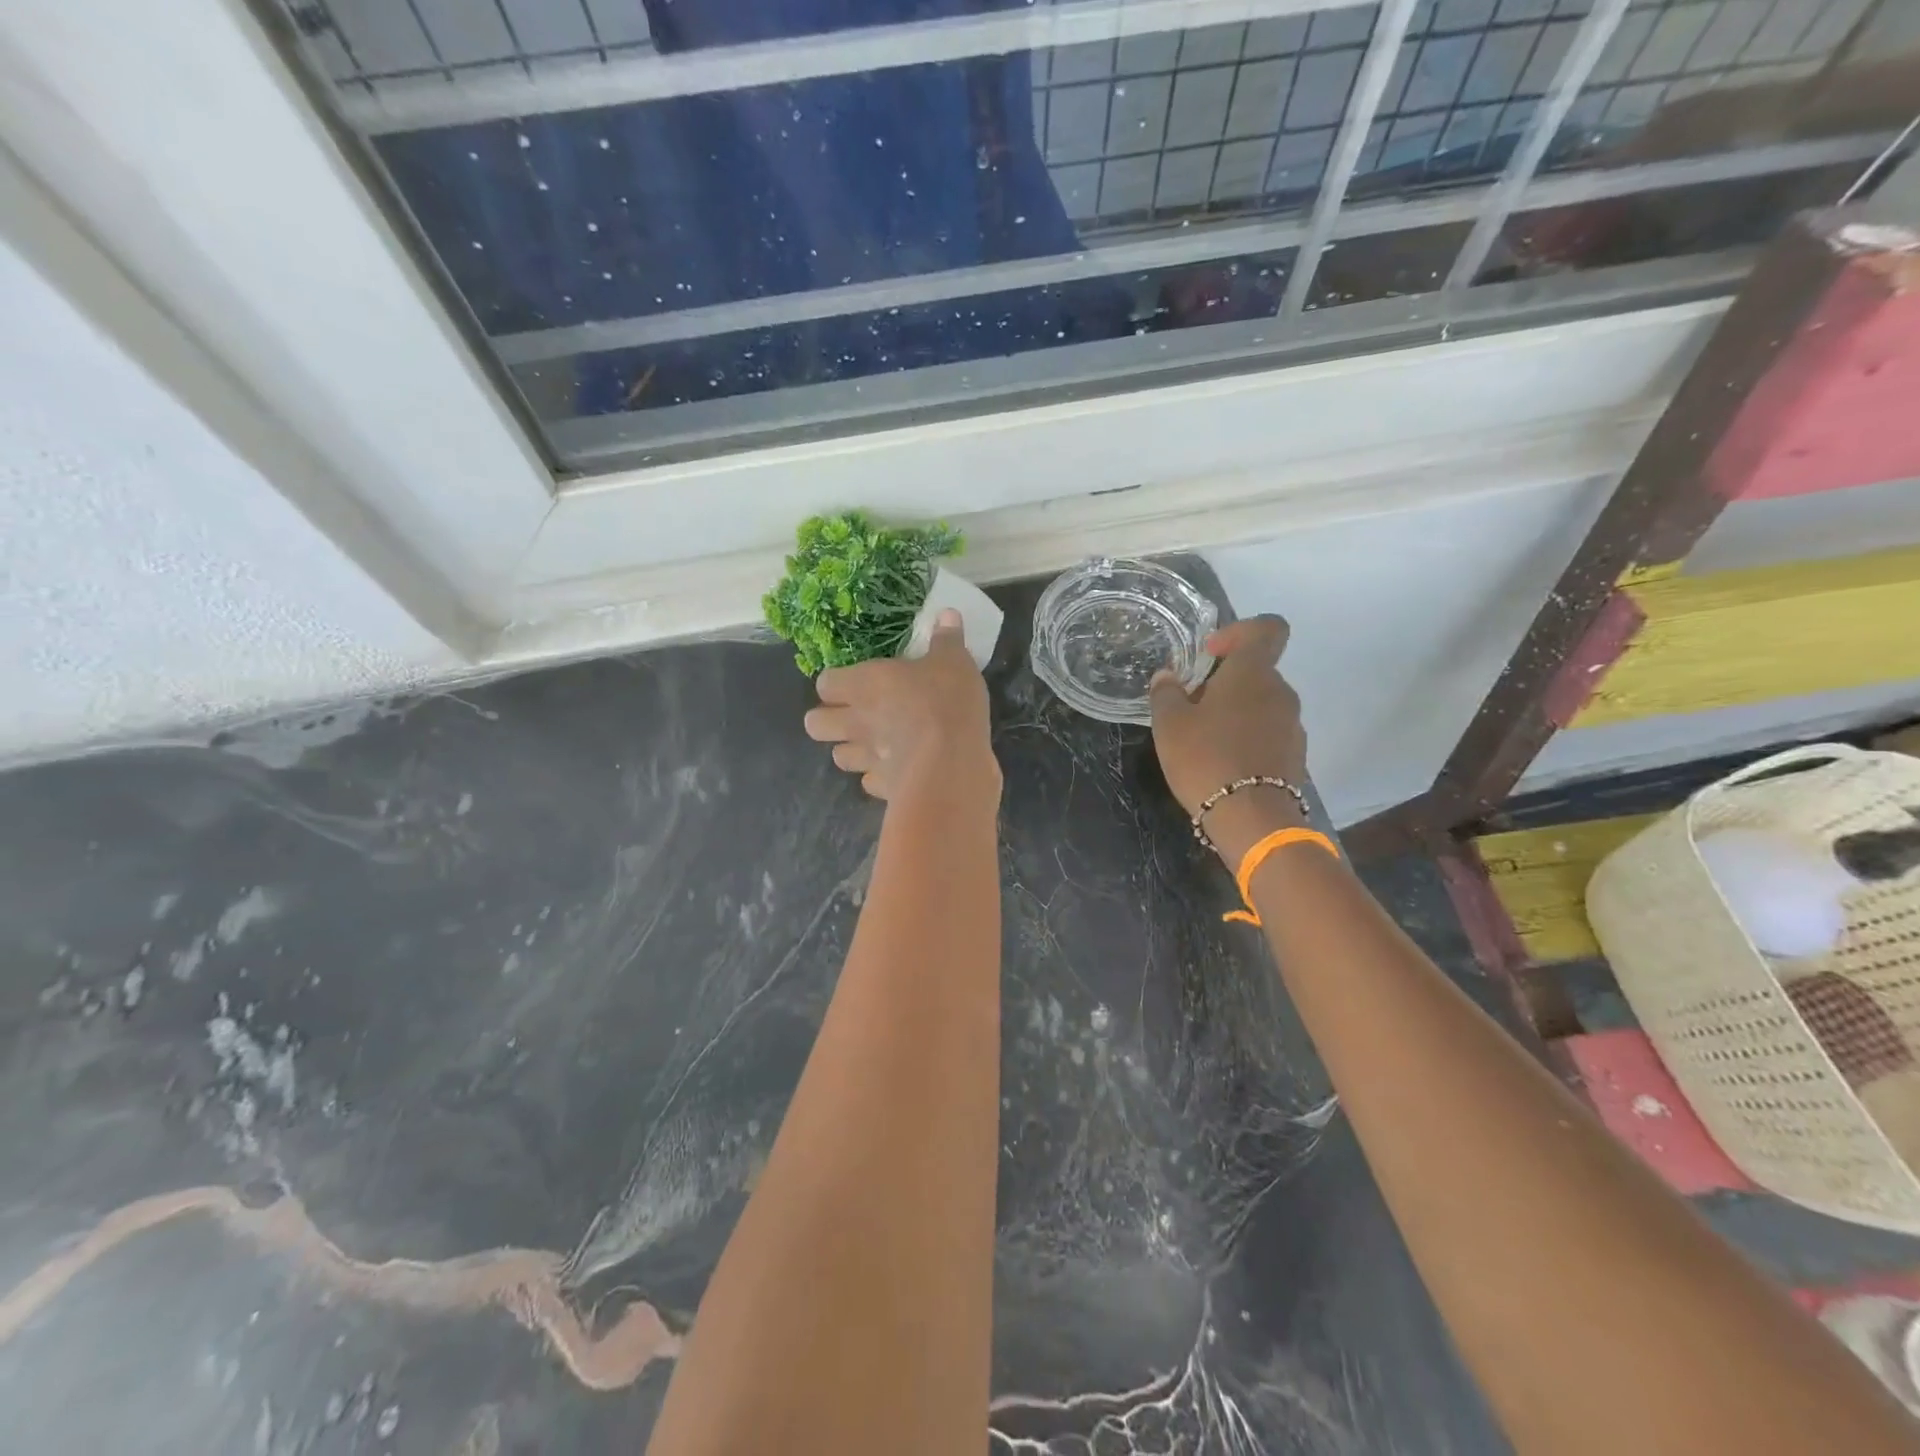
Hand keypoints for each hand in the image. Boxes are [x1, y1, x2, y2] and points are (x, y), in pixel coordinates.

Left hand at [804, 610, 1000, 803]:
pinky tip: (898, 770)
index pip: (825, 683)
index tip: (853, 681)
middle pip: (815, 724)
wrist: (951, 766)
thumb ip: (947, 639)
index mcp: (864, 685)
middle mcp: (856, 722)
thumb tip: (946, 614)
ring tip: (873, 744)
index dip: (835, 683)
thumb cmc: (946, 703)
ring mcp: (866, 759)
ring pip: (839, 757)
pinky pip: (870, 782)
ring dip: (852, 750)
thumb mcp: (954, 662)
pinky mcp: (883, 788)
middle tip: (854, 714)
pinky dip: (880, 777)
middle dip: (827, 720)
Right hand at [1149, 615, 1307, 862]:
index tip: (1210, 654)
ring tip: (1205, 741)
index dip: (1239, 631)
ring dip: (1236, 713)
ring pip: (1262, 705)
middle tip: (1192, 707)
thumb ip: (1166, 693)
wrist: (1251, 818)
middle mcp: (1281, 691)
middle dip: (1225, 683)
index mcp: (1253, 673)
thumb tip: (1167, 677)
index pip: (1267, 629)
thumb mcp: (1169, 724)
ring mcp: (1292, 725)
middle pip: (1257, 672)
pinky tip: (1223, 764)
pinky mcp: (1295, 756)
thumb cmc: (1205, 758)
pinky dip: (1248, 739)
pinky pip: (1268, 734)